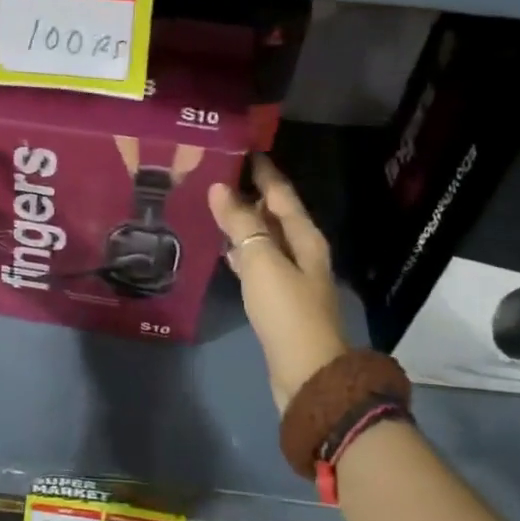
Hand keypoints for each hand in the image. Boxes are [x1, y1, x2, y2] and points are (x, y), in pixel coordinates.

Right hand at [209, 154, 356, 411]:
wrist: (306, 373)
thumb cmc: (286, 311)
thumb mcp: (262, 261)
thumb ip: (241, 223)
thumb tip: (220, 187)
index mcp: (304, 237)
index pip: (281, 193)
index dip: (263, 171)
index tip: (242, 148)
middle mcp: (301, 252)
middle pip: (275, 214)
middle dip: (250, 193)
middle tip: (217, 173)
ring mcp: (290, 277)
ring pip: (265, 238)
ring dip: (244, 222)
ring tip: (213, 205)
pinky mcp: (277, 299)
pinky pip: (257, 262)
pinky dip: (241, 250)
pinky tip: (222, 249)